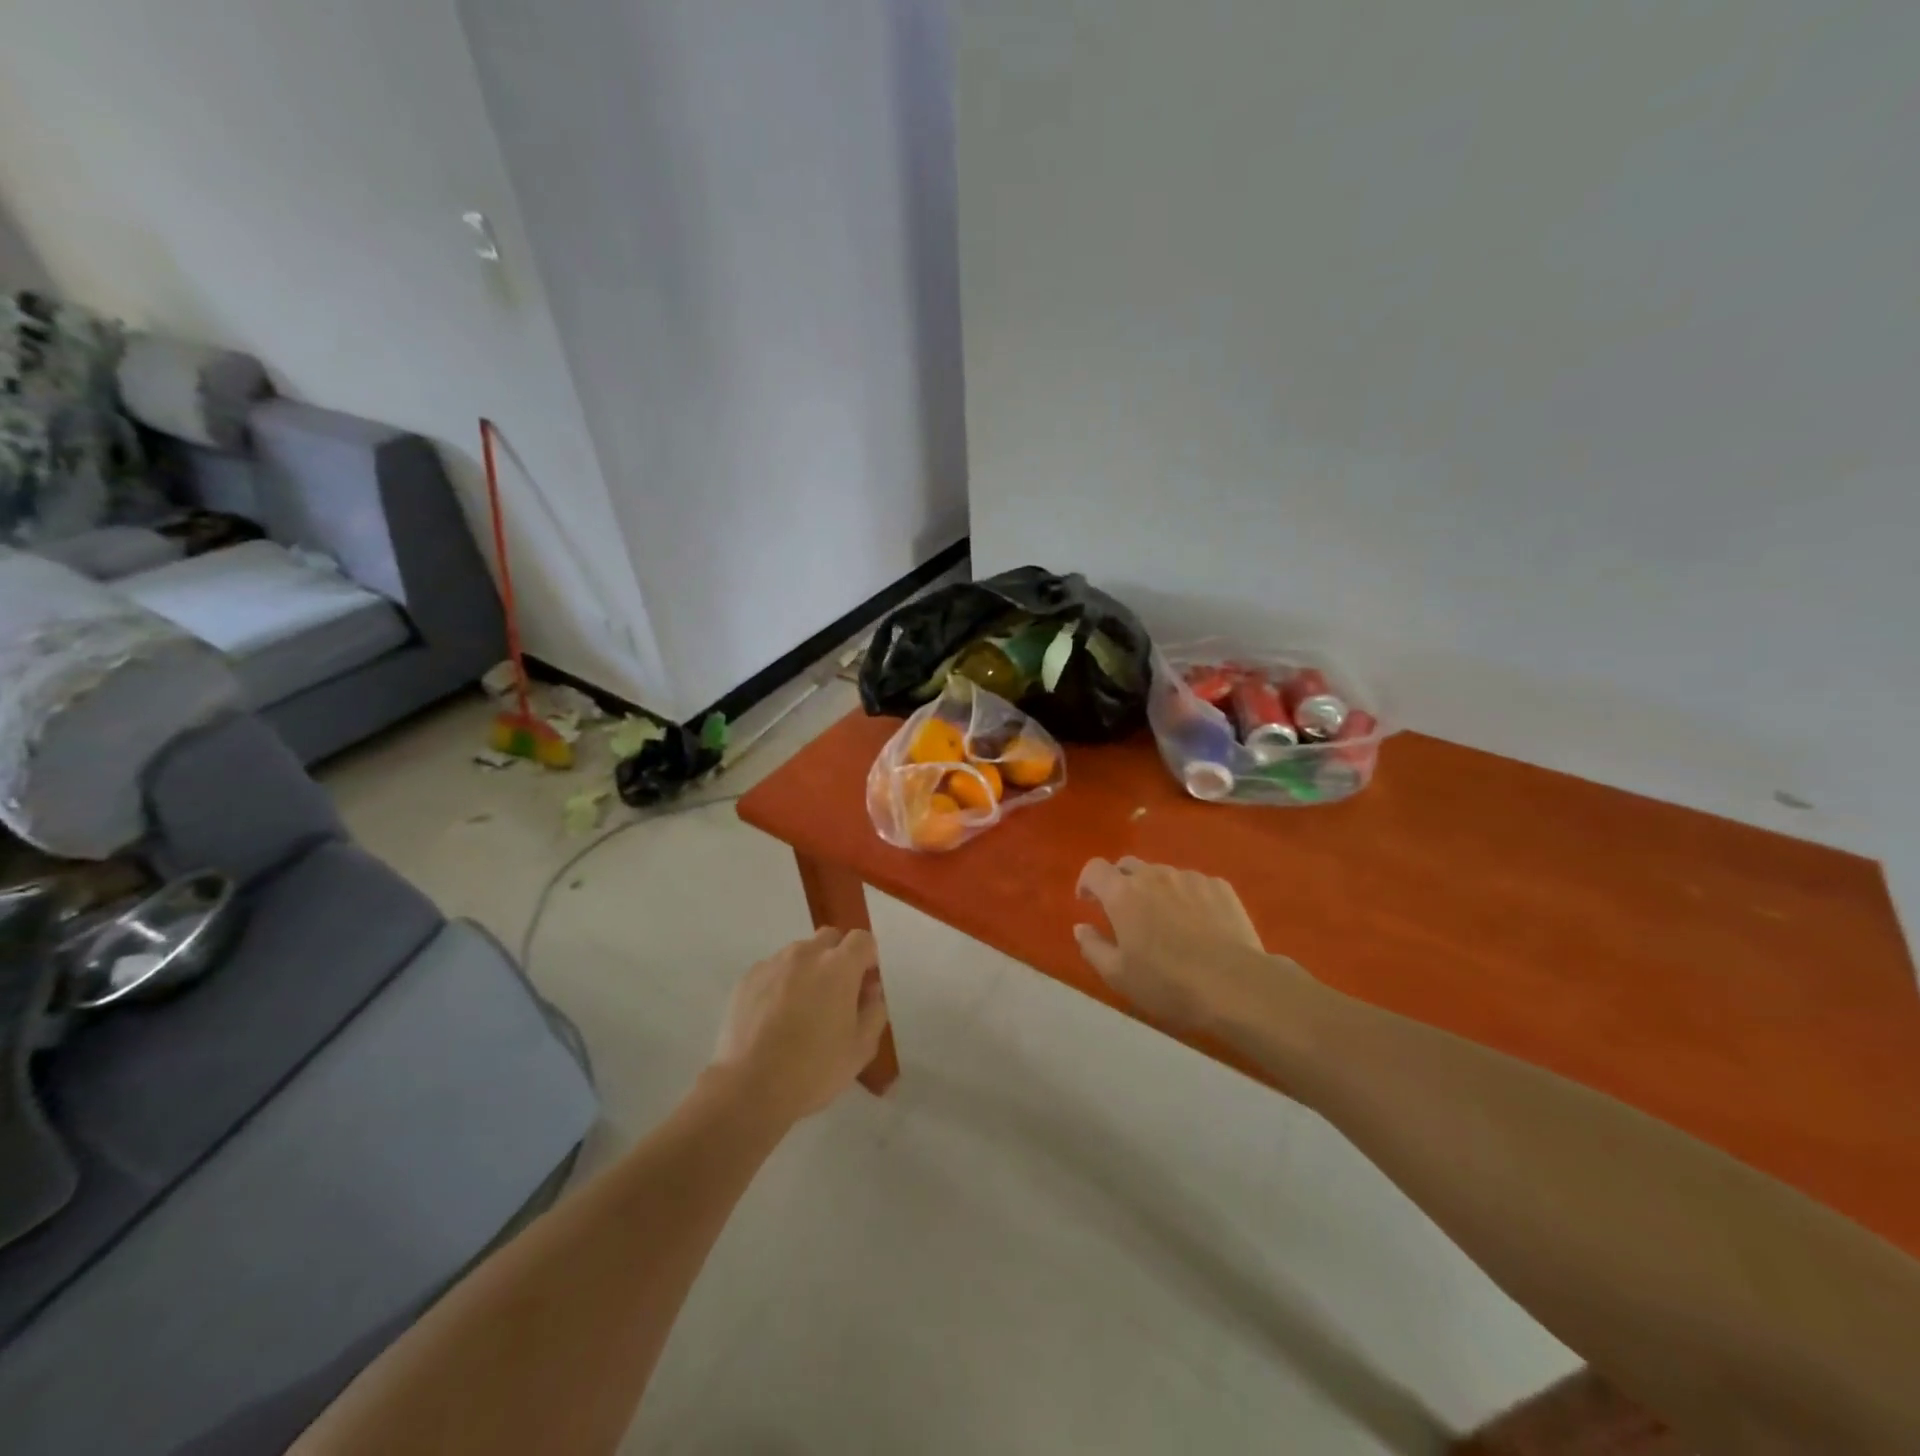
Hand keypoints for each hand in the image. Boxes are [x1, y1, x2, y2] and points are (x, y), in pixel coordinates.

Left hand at [712, 928, 888, 1122]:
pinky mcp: (747, 979)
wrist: (749, 1089)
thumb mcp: (861, 1049)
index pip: (862, 939)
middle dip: (838, 957)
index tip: (864, 984)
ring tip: (801, 1009)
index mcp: (839, 967)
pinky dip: (780, 983)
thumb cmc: (813, 1070)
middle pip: (829, 938)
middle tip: (835, 994)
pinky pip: (773, 970)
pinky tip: (775, 1017)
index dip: (868, 958)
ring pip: (799, 953)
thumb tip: (869, 990)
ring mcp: (773, 964)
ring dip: (808, 970)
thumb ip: (874, 1011)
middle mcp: (806, 955)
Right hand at [1074, 857, 1283, 1033]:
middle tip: (1126, 913)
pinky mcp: (1219, 886)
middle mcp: (1153, 875)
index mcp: (1122, 893)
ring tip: (1167, 921)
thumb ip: (1092, 947)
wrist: (1236, 984)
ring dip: (1155, 890)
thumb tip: (1081, 927)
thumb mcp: (1118, 975)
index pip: (1094, 868)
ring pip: (1162, 874)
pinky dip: (1187, 897)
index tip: (1089, 901)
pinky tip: (1199, 925)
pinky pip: (1193, 884)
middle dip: (1120, 883)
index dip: (1087, 881)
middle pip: (1128, 865)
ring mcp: (1189, 877)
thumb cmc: (1168, 983)